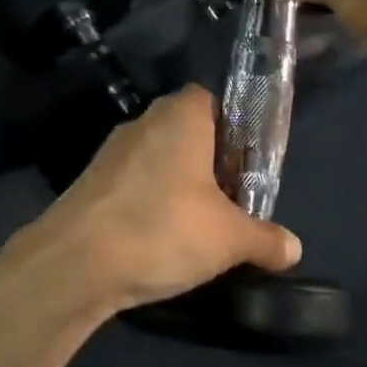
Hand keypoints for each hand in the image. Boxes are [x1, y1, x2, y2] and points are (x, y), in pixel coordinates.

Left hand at [5, 87, 300, 320]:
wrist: (73, 265)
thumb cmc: (162, 229)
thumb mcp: (228, 239)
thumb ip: (265, 239)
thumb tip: (293, 249)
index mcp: (181, 116)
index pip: (215, 101)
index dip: (236, 130)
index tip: (249, 166)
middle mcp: (144, 122)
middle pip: (188, 132)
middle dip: (211, 163)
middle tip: (232, 199)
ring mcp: (111, 153)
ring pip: (159, 160)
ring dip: (179, 185)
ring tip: (198, 226)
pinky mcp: (89, 184)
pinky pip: (133, 184)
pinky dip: (150, 204)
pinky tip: (158, 240)